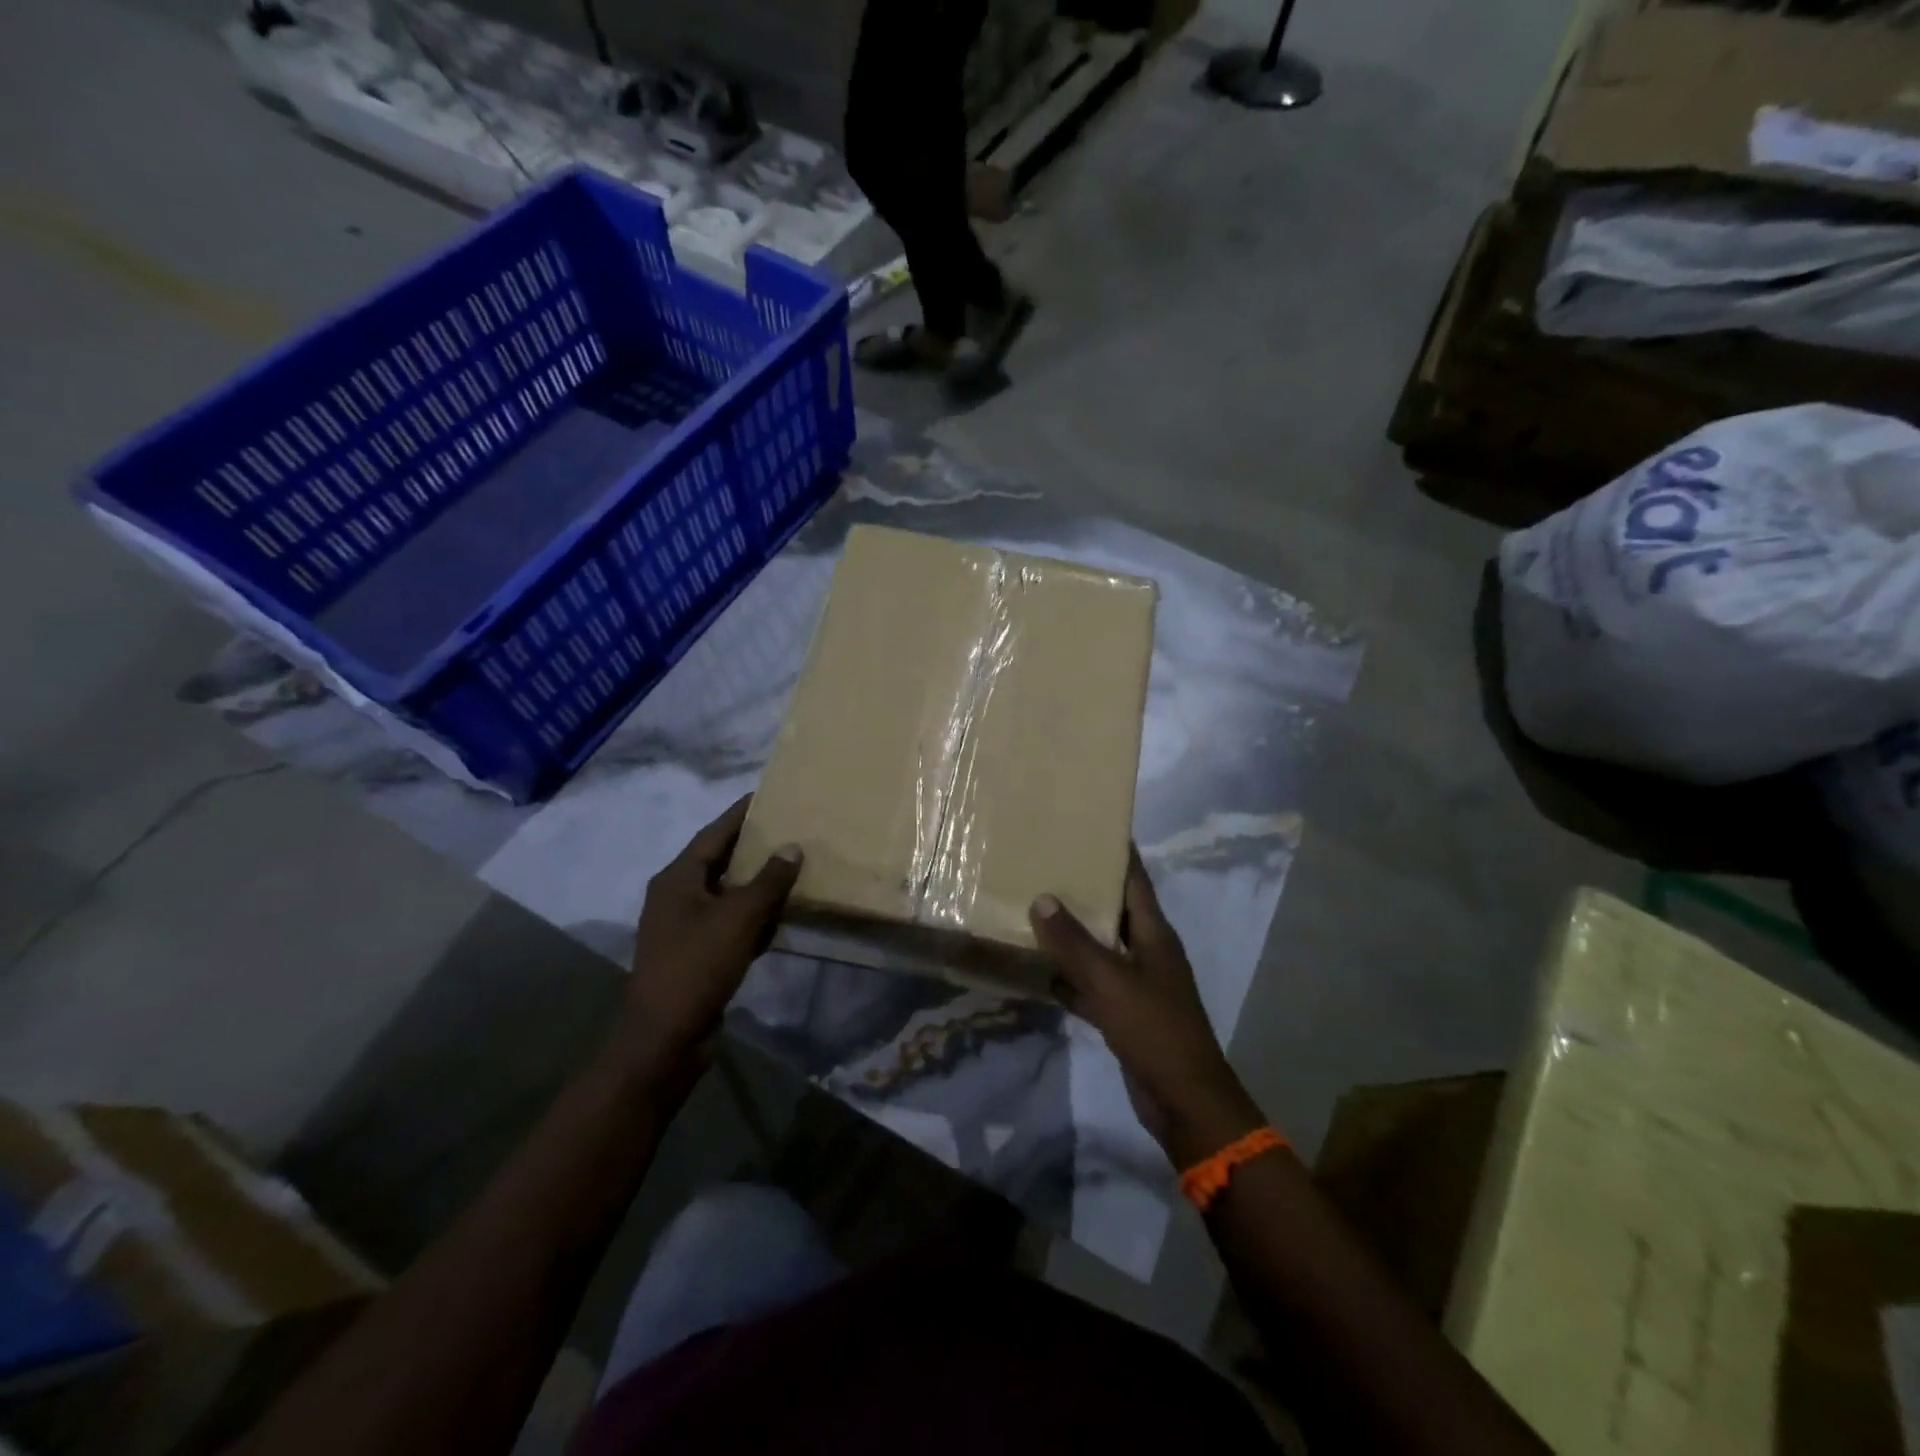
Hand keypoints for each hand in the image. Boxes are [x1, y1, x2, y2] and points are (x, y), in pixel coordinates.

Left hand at [620, 797, 801, 1089]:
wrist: (665, 1038)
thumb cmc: (697, 966)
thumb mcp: (738, 917)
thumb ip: (768, 880)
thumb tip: (792, 847)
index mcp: (678, 879)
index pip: (714, 834)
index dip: (740, 814)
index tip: (768, 795)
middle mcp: (678, 897)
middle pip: (721, 861)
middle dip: (754, 847)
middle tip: (790, 828)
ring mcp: (686, 928)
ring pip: (728, 894)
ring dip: (758, 883)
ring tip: (794, 866)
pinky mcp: (698, 954)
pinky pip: (731, 923)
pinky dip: (755, 916)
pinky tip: (783, 914)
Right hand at [1031, 851, 1264, 1167]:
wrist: (1184, 1101)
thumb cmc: (1153, 1030)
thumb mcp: (1110, 981)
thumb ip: (1074, 942)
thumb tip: (1042, 898)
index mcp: (1154, 934)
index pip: (1135, 880)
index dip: (1117, 852)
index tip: (1090, 825)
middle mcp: (1147, 951)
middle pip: (1114, 910)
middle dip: (1084, 889)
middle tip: (1046, 863)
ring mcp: (1136, 984)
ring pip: (1099, 948)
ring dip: (1072, 934)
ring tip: (1034, 908)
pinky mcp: (1123, 1013)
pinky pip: (1091, 984)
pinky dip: (1069, 977)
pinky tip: (1038, 970)